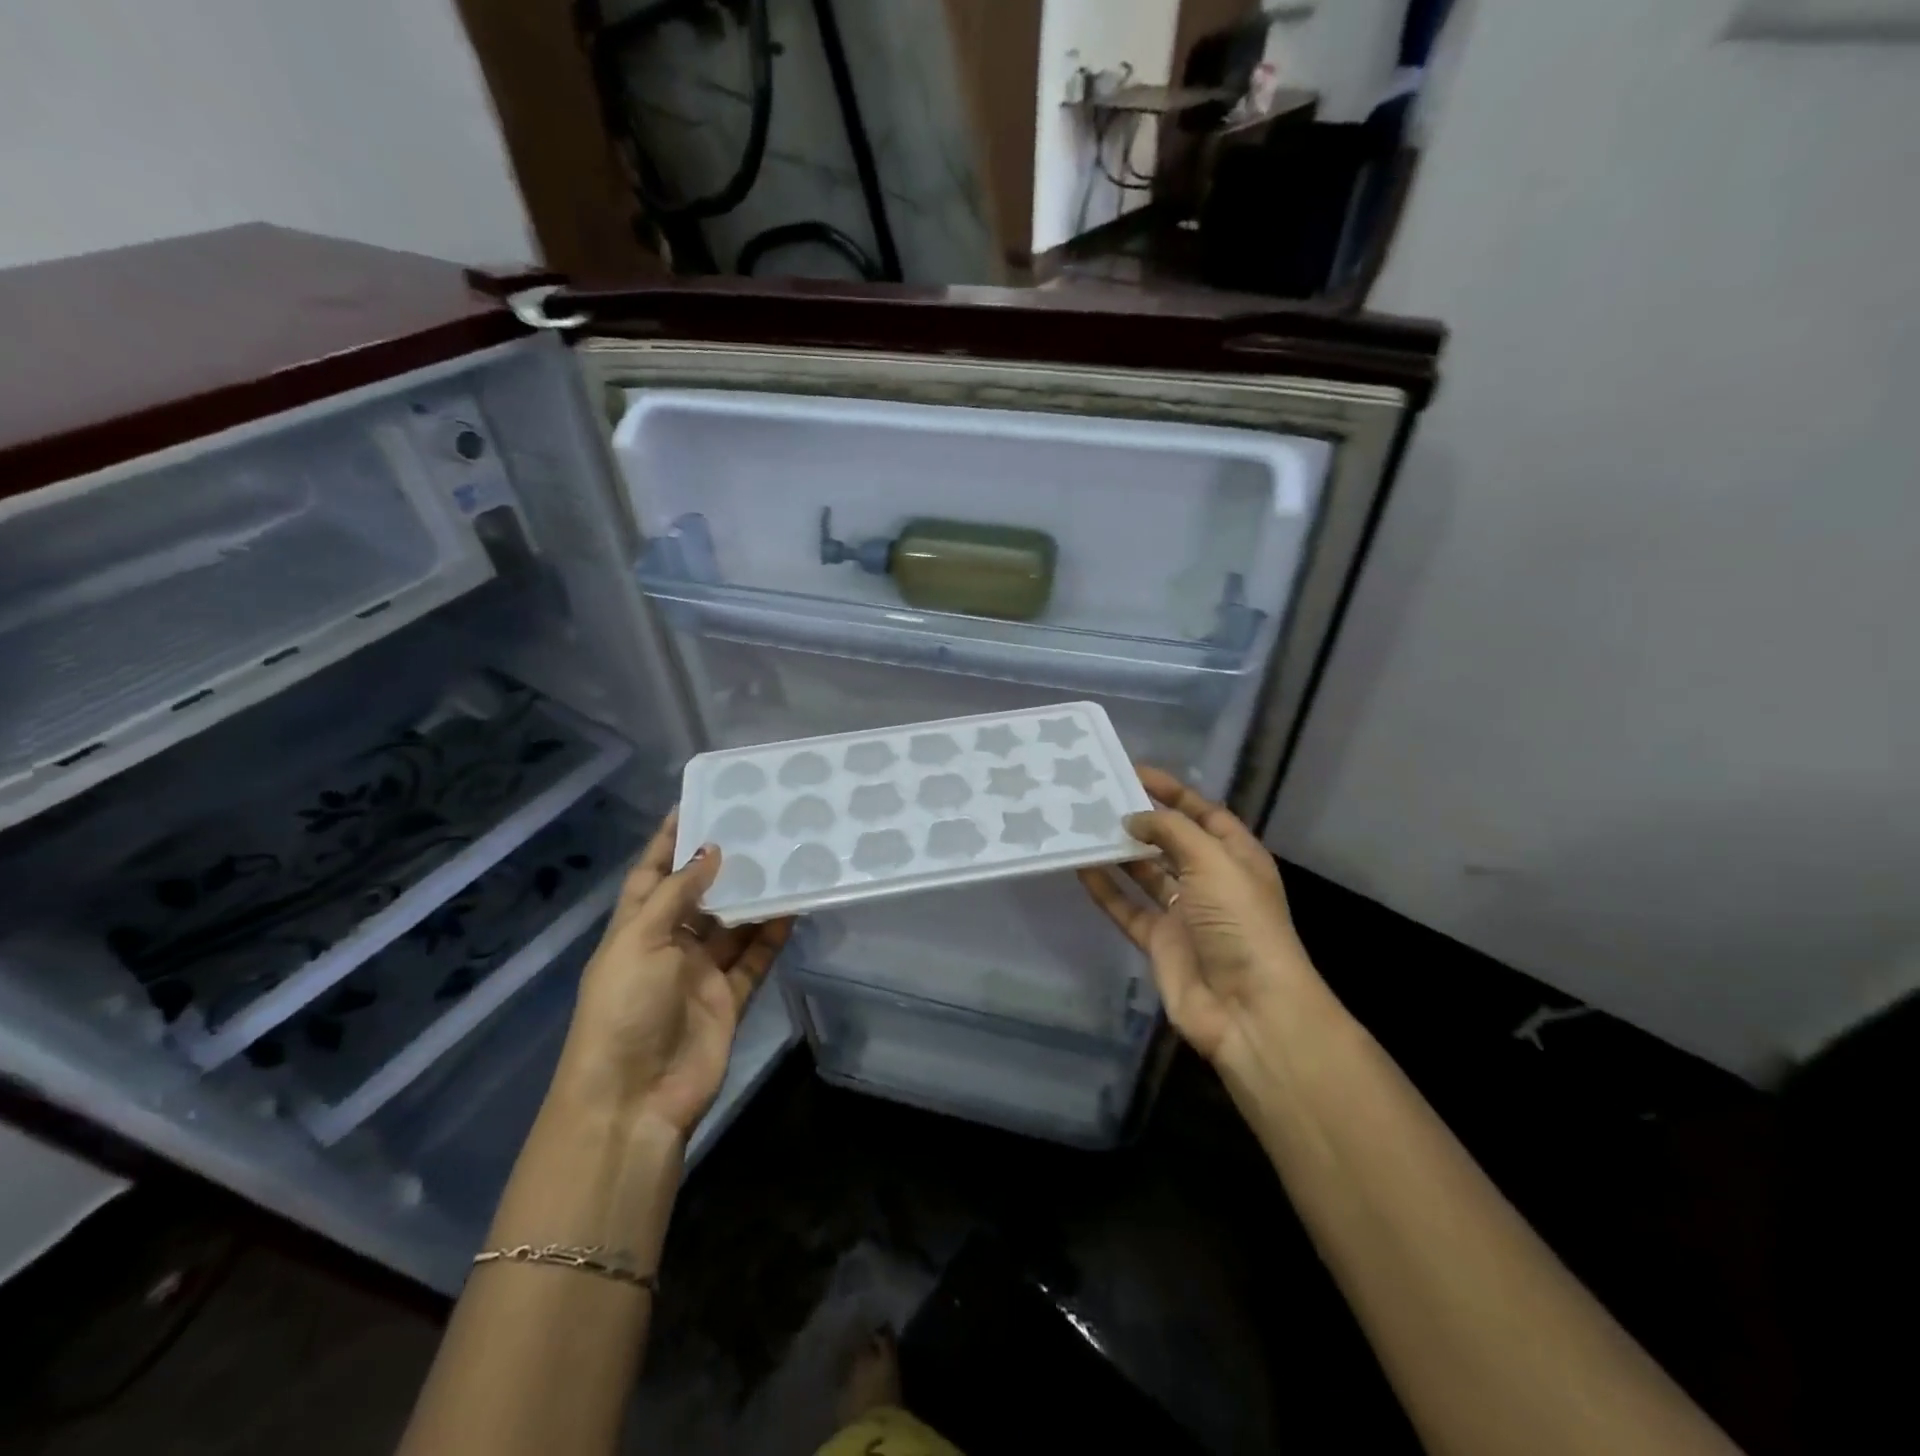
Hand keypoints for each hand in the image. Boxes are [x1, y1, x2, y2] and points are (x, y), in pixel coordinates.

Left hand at [552, 810, 791, 1139]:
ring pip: (733, 925)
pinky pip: (755, 958)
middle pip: (699, 896)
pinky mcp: (729, 998)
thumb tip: (712, 851)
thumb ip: (677, 894)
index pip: (652, 874)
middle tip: (758, 827)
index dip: (670, 841)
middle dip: (723, 865)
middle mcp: (668, 946)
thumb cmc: (624, 1009)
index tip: (697, 803)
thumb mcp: (640, 941)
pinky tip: (793, 908)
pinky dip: (772, 935)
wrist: (635, 1098)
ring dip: (754, 898)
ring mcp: (700, 973)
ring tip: (784, 860)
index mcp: (635, 930)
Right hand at [1077, 766, 1318, 1065]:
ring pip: (1145, 874)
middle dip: (1140, 820)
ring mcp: (1184, 913)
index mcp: (1235, 857)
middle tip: (1099, 798)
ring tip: (1084, 826)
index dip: (1171, 791)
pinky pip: (1127, 908)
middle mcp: (1210, 881)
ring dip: (1119, 853)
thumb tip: (1133, 818)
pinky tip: (1081, 867)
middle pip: (1171, 841)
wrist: (1248, 1008)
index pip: (1203, 812)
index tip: (1133, 771)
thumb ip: (1171, 831)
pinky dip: (1106, 890)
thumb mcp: (1213, 862)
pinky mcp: (1160, 942)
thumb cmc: (1240, 923)